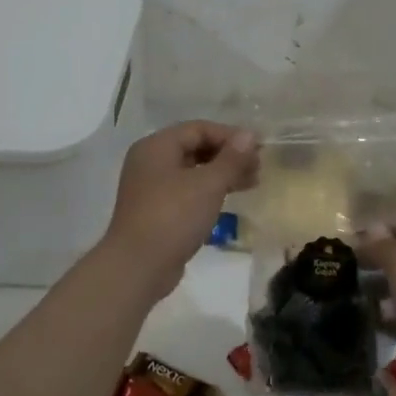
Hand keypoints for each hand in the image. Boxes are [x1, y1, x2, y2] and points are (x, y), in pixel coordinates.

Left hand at [104, 121, 258, 280]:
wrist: (137, 267)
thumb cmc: (173, 217)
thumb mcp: (208, 185)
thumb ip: (231, 158)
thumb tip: (250, 135)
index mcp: (156, 146)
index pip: (199, 129)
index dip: (230, 135)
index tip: (258, 149)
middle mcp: (150, 161)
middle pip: (195, 147)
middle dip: (228, 155)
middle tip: (258, 167)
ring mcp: (151, 187)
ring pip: (193, 171)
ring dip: (222, 174)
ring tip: (252, 183)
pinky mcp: (156, 210)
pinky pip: (187, 191)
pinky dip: (209, 191)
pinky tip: (230, 200)